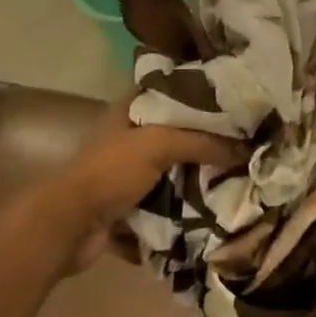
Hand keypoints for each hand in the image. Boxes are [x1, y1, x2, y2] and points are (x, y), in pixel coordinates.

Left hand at [49, 98, 243, 267]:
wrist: (68, 226)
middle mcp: (129, 138)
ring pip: (173, 170)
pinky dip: (184, 208)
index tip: (236, 99)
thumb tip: (246, 149)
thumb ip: (202, 142)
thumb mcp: (157, 145)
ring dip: (198, 178)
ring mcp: (128, 174)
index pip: (171, 90)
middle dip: (207, 141)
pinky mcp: (130, 206)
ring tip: (239, 177)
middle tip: (247, 143)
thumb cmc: (109, 172)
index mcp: (130, 111)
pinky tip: (216, 208)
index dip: (201, 92)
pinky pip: (166, 204)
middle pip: (177, 134)